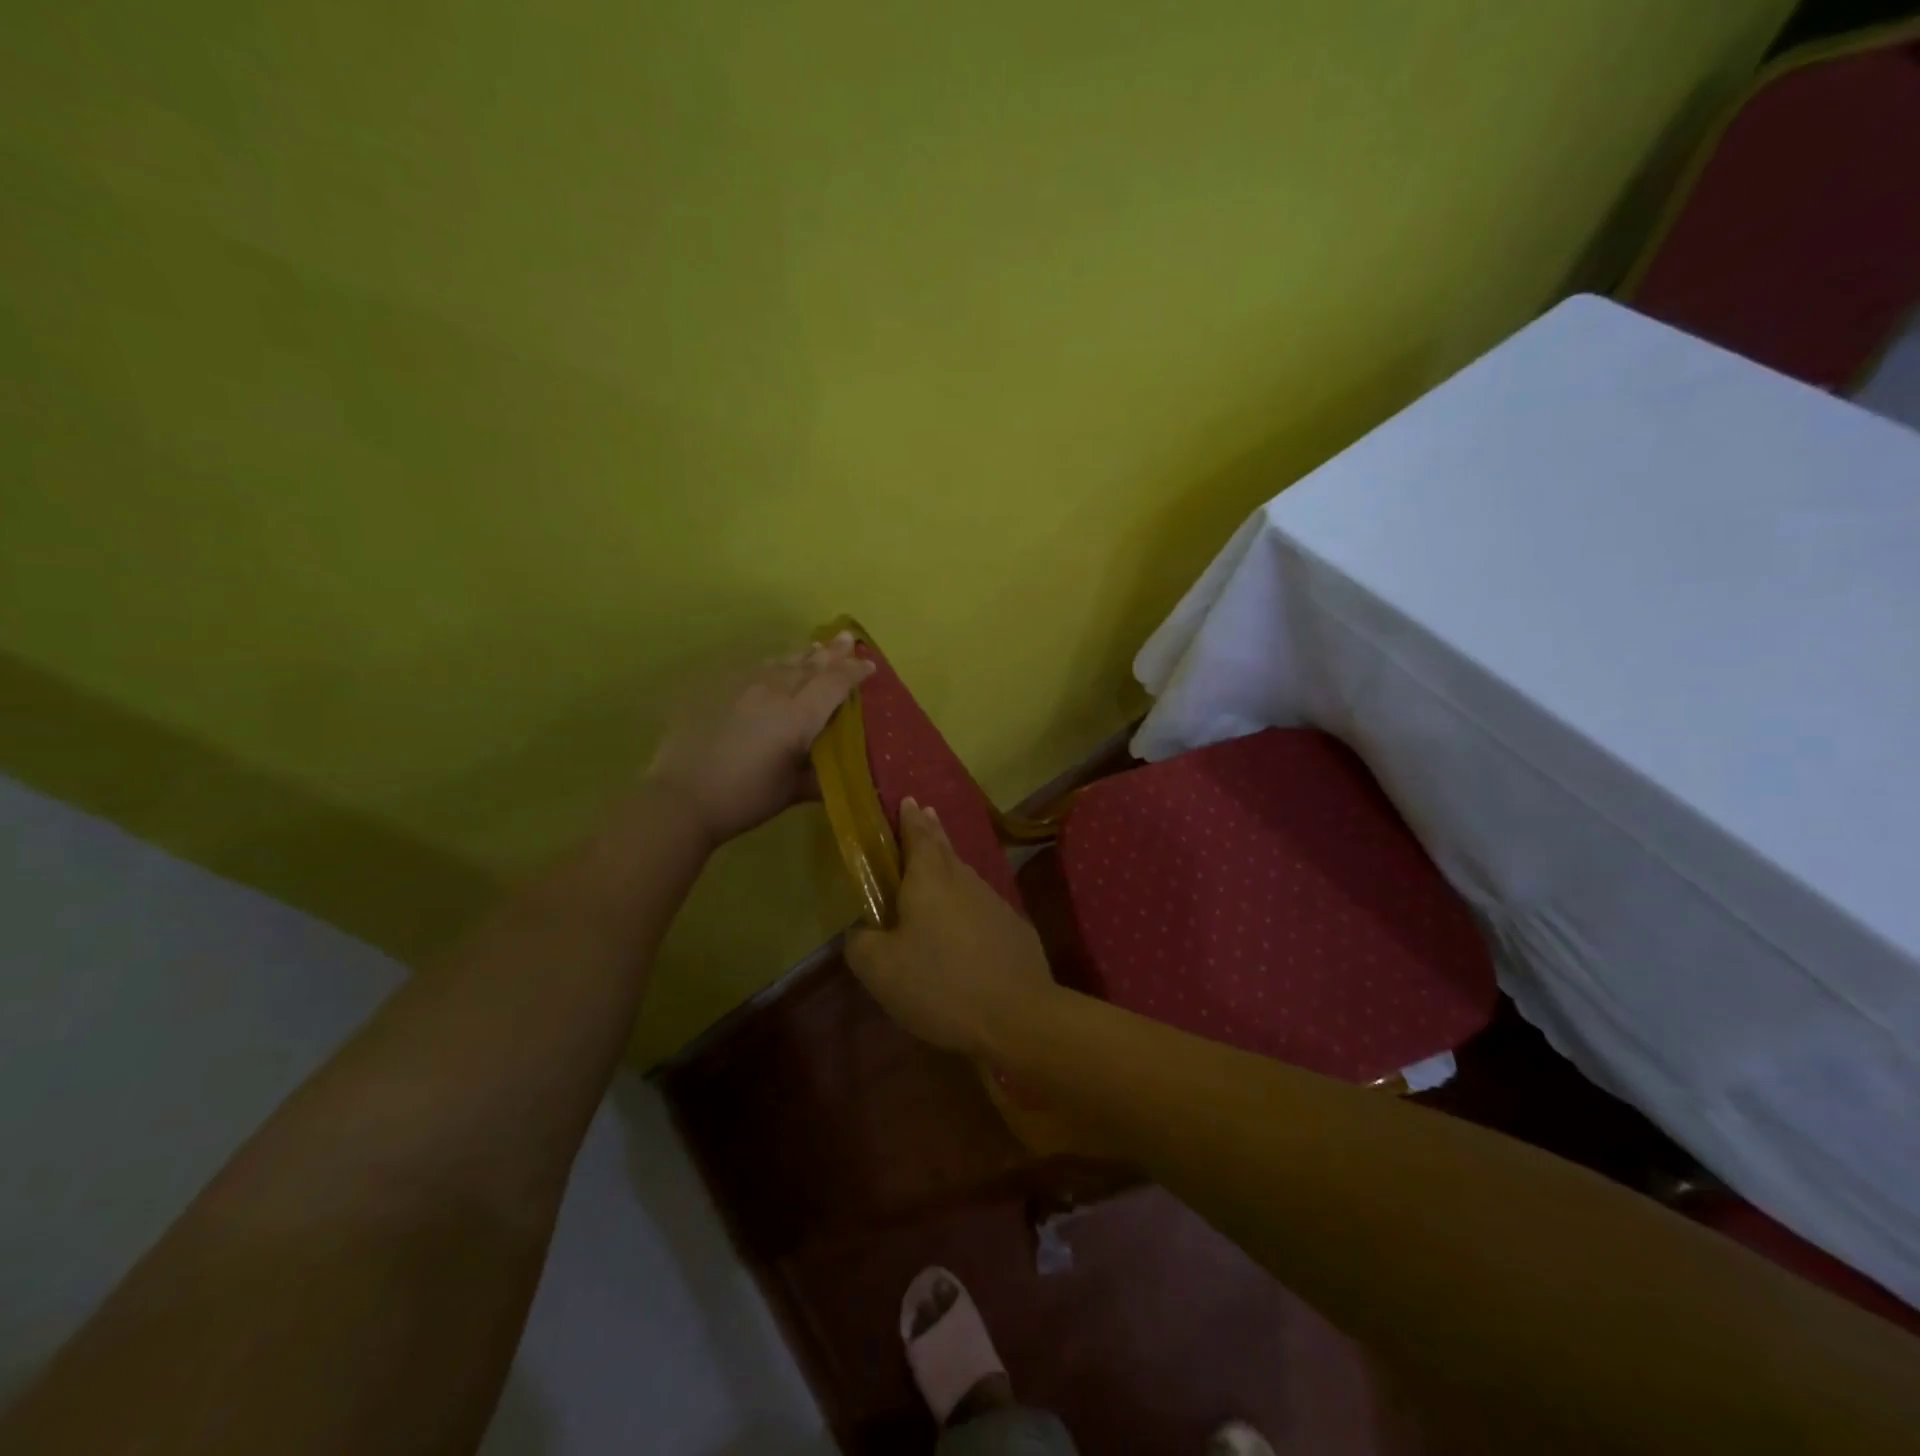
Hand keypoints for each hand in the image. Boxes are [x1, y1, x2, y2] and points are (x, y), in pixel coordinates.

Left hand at [644, 633, 874, 847]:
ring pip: (781, 662)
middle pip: (809, 665)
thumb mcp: (792, 791)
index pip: (834, 684)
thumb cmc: (745, 798)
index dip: (854, 672)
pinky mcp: (718, 691)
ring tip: (815, 646)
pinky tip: (774, 665)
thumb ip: (819, 777)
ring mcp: (743, 687)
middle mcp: (774, 692)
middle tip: (847, 638)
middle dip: (832, 652)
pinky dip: (774, 664)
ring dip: (803, 654)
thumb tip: (839, 775)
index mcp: (798, 716)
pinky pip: (755, 669)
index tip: (870, 666)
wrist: (682, 796)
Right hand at [846, 799, 1059, 1057]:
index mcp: (929, 879)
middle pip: (945, 848)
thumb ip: (861, 943)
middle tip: (924, 813)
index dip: (909, 818)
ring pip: (964, 876)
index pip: (918, 835)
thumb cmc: (941, 984)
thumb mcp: (881, 970)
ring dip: (949, 866)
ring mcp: (994, 903)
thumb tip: (862, 931)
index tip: (907, 799)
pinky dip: (966, 904)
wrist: (1018, 1016)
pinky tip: (962, 923)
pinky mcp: (1014, 929)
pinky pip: (981, 906)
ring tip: (937, 866)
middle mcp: (964, 880)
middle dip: (931, 830)